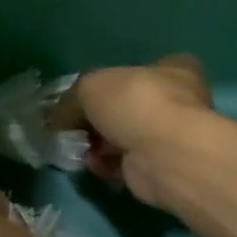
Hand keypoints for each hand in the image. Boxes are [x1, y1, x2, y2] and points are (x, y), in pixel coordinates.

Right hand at [46, 54, 215, 206]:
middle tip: (74, 124)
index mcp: (174, 69)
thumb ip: (71, 101)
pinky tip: (92, 163)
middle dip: (99, 118)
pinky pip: (125, 163)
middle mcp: (178, 101)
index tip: (90, 95)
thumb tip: (57, 120)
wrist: (162, 154)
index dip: (115, 81)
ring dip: (98, 143)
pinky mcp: (159, 167)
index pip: (145, 69)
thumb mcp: (89, 86)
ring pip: (125, 137)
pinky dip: (106, 164)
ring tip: (77, 146)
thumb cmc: (134, 103)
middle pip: (129, 106)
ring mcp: (170, 137)